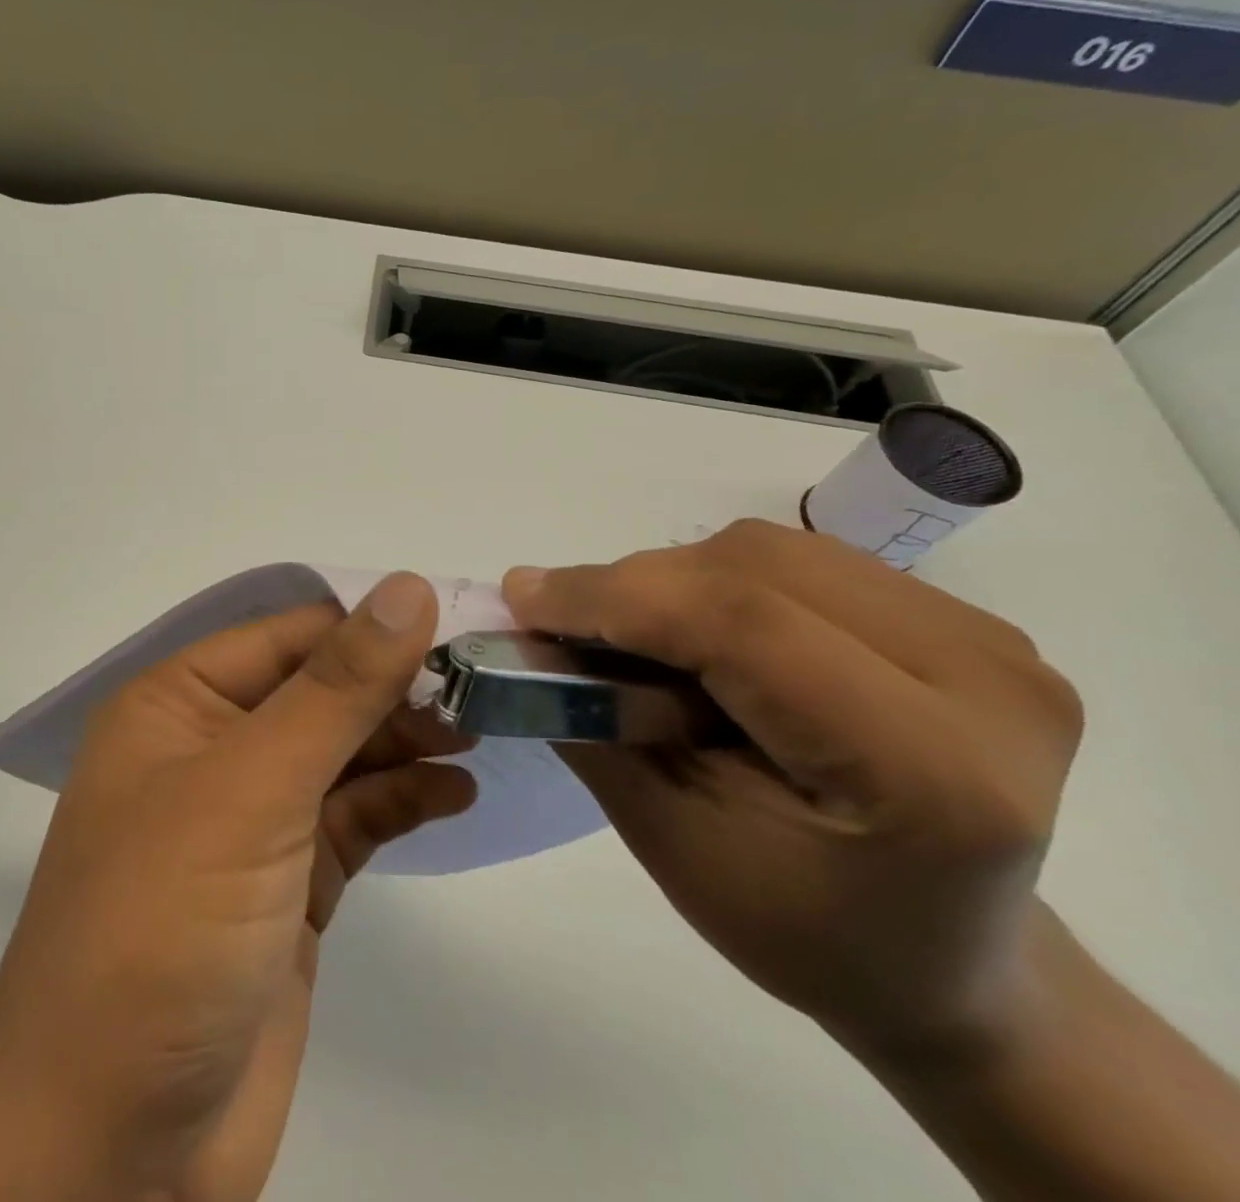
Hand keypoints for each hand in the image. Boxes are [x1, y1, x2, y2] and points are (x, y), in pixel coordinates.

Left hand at [0, 573, 474, 1201]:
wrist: (113, 1146)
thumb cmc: (165, 925)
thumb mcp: (253, 787)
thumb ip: (337, 687)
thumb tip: (408, 588)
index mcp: (179, 704)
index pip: (288, 635)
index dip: (370, 623)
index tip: (459, 622)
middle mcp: (212, 749)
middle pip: (320, 691)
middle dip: (396, 686)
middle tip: (486, 687)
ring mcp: (254, 821)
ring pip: (343, 753)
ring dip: (408, 739)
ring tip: (481, 732)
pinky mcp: (290, 886)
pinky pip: (355, 819)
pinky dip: (403, 799)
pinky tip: (455, 792)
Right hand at [503, 520, 1084, 1061]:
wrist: (949, 959)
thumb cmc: (805, 929)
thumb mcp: (675, 845)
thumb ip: (596, 728)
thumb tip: (526, 634)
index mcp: (929, 770)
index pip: (744, 625)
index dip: (615, 598)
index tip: (521, 600)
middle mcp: (986, 682)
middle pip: (754, 569)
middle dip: (633, 585)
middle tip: (563, 626)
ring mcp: (988, 641)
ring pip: (771, 550)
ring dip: (672, 579)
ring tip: (634, 636)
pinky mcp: (966, 622)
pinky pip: (800, 561)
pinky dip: (718, 582)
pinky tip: (703, 637)